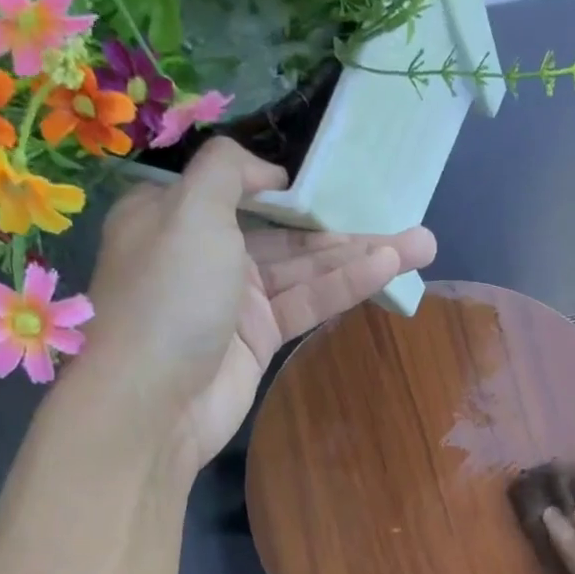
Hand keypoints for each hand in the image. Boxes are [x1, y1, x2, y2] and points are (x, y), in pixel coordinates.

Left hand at [71, 138, 436, 472]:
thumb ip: (227, 172)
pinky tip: (388, 270)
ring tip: (422, 245)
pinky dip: (345, 287)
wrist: (153, 401)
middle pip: (285, 234)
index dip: (286, 189)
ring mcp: (236, 301)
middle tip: (406, 220)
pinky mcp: (260, 339)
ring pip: (306, 271)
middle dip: (344, 228)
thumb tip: (268, 174)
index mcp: (175, 215)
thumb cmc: (168, 294)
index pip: (238, 192)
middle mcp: (207, 254)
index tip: (328, 186)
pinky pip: (307, 303)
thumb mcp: (189, 210)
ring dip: (360, 257)